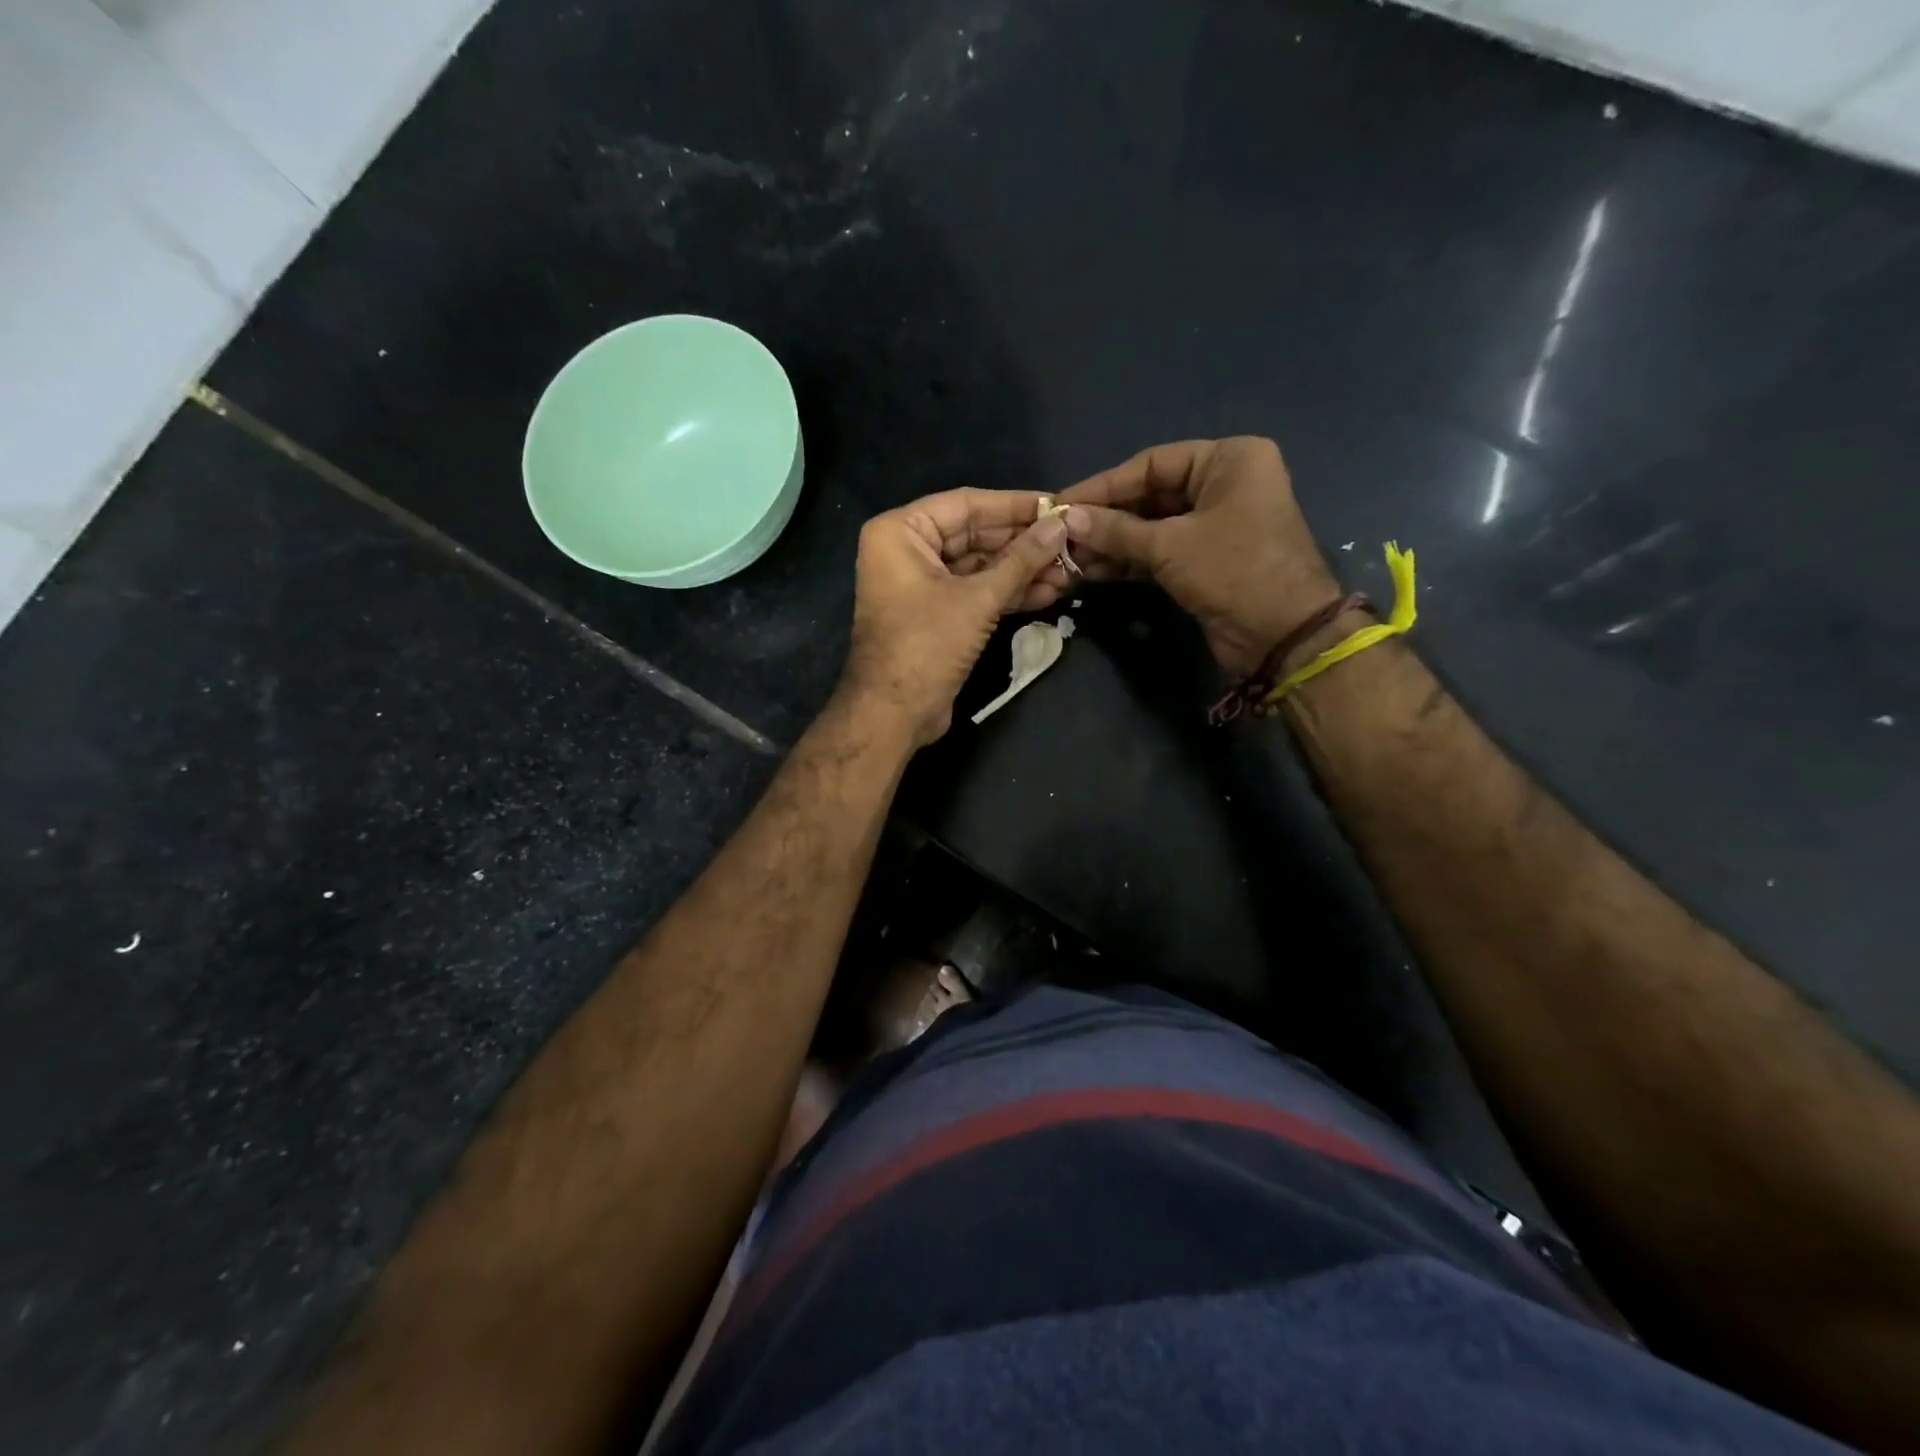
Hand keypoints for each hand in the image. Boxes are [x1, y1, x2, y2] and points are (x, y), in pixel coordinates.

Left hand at [839, 489, 1070, 747]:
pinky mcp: (936, 615)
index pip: (966, 504)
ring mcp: (921, 585)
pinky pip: (974, 593)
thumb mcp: (978, 598)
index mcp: (901, 532)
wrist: (894, 713)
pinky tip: (1048, 593)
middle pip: (974, 535)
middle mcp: (907, 551)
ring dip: (1021, 571)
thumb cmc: (927, 645)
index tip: (1057, 505)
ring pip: (979, 567)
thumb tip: (1059, 526)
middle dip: (1022, 544)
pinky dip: (1007, 594)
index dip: (1015, 505)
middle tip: (1069, 542)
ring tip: (1068, 571)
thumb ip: (1021, 560)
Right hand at [1057, 437, 1339, 676]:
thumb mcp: (1170, 545)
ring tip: (1070, 556)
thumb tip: (1068, 519)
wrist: (1283, 636)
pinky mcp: (1207, 559)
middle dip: (1106, 518)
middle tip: (1062, 534)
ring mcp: (1216, 524)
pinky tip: (1093, 569)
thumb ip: (1116, 530)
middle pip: (1151, 494)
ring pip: (1152, 526)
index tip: (1063, 504)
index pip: (1152, 464)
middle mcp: (1224, 484)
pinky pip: (1161, 551)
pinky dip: (1130, 560)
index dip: (1104, 485)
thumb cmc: (1234, 571)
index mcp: (1228, 460)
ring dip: (1113, 542)